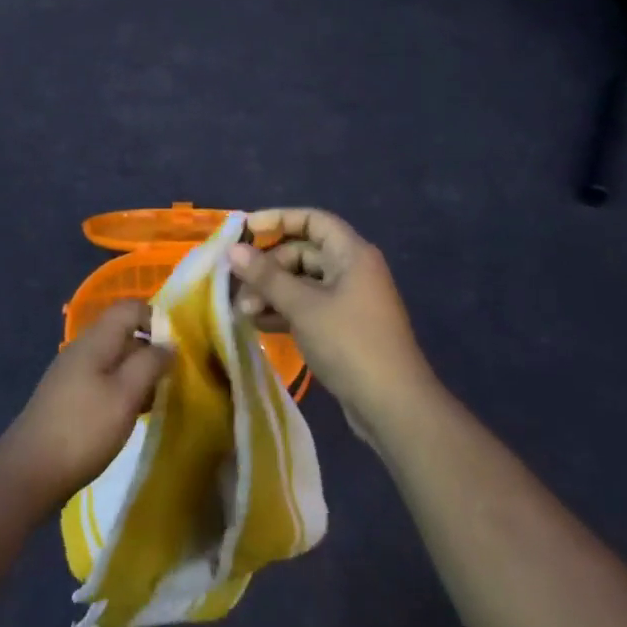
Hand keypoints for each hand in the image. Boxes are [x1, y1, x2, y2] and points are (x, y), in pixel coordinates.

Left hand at [0, 301, 169, 513]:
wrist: (28, 473)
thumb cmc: (83, 429)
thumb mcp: (126, 395)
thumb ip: (150, 364)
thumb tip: (169, 344)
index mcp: (96, 339)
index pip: (130, 307)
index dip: (157, 319)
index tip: (177, 348)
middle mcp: (82, 348)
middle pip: (123, 332)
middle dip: (151, 349)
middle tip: (173, 377)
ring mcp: (72, 372)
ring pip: (115, 358)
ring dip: (138, 373)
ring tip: (158, 399)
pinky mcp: (68, 396)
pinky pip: (103, 379)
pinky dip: (123, 389)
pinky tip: (132, 414)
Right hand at [229, 210, 436, 443]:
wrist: (393, 406)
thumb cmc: (349, 343)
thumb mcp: (303, 307)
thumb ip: (266, 277)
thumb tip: (233, 250)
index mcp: (351, 253)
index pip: (312, 220)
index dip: (278, 219)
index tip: (244, 230)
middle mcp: (351, 269)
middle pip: (302, 252)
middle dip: (267, 267)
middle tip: (238, 288)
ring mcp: (348, 300)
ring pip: (302, 282)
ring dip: (271, 292)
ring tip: (241, 311)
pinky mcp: (342, 327)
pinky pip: (307, 307)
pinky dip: (283, 311)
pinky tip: (257, 324)